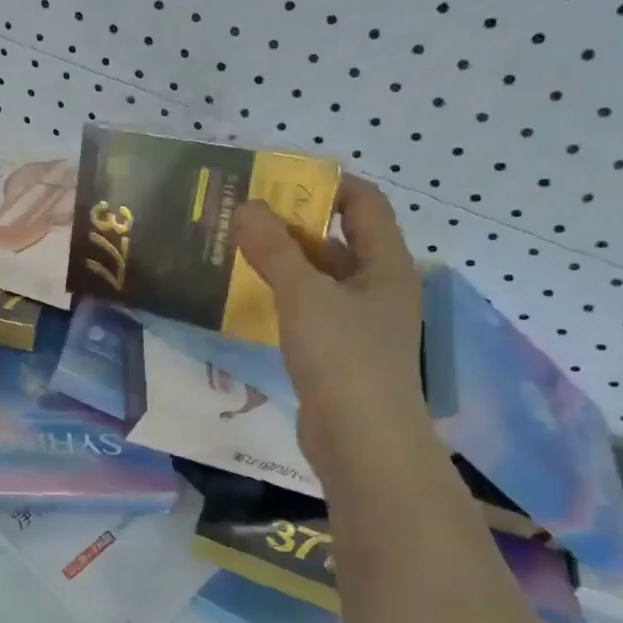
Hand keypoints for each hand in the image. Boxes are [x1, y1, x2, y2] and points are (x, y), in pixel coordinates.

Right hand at [235, 178, 428, 477]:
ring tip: (237, 252)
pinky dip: (283, 298)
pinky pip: (309, 311)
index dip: (328, 185)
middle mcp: (378, 288)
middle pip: (338, 241)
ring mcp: (359, 324)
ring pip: (320, 279)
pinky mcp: (338, 354)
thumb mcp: (304, 295)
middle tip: (244, 217)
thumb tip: (245, 205)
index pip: (364, 204)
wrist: (361, 441)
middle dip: (294, 225)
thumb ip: (273, 249)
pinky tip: (249, 299)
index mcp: (386, 264)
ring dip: (284, 264)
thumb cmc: (342, 357)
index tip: (278, 181)